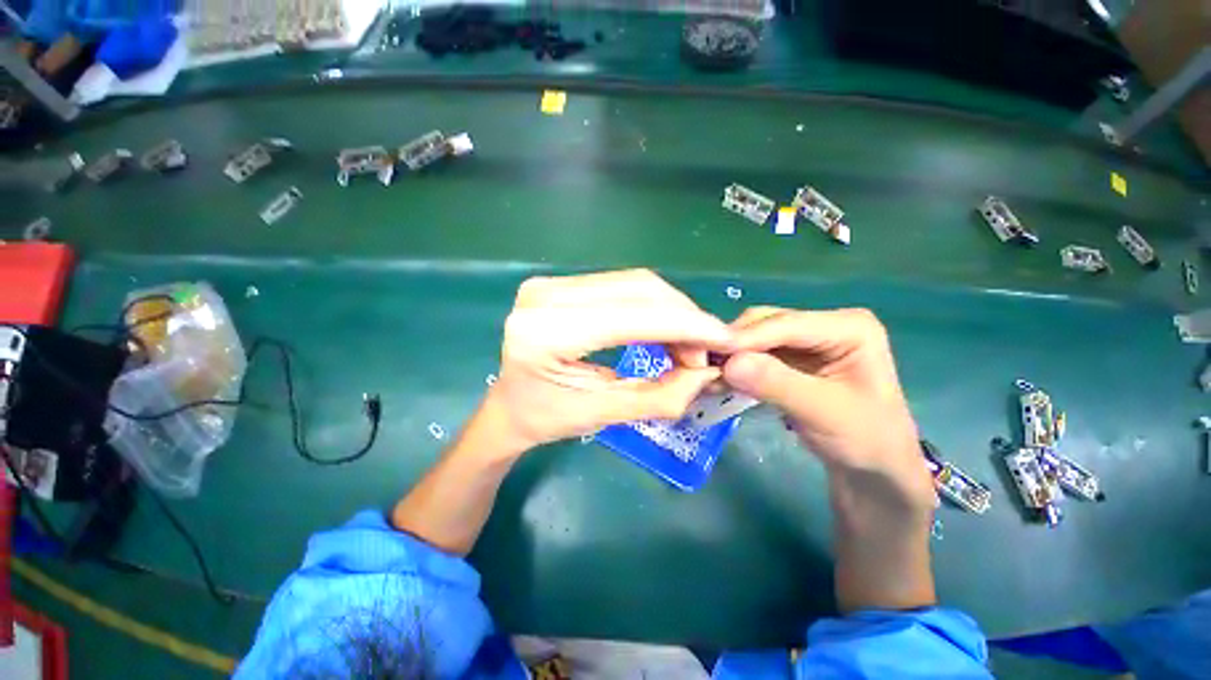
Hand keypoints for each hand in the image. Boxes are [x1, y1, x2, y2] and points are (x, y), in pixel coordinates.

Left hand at [484, 270, 732, 451]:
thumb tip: (707, 372)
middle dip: (684, 318)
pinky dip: (652, 307)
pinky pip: (622, 287)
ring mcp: (551, 283)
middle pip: (639, 289)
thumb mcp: (604, 415)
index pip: (634, 315)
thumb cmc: (545, 419)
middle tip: (703, 351)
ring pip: (635, 283)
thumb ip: (661, 395)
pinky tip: (664, 331)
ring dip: (672, 311)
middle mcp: (546, 295)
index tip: (726, 340)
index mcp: (547, 332)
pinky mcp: (561, 283)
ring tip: (686, 346)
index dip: (688, 325)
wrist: (508, 406)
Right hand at [722, 307, 937, 611]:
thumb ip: (777, 384)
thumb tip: (729, 364)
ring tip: (707, 375)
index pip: (786, 324)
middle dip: (735, 345)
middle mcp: (824, 325)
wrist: (874, 470)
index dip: (746, 337)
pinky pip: (755, 355)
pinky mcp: (791, 359)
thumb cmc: (865, 440)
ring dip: (732, 356)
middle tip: (704, 365)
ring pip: (755, 338)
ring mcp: (806, 341)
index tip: (708, 351)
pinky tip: (720, 379)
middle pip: (766, 324)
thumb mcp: (824, 412)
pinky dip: (737, 367)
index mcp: (848, 327)